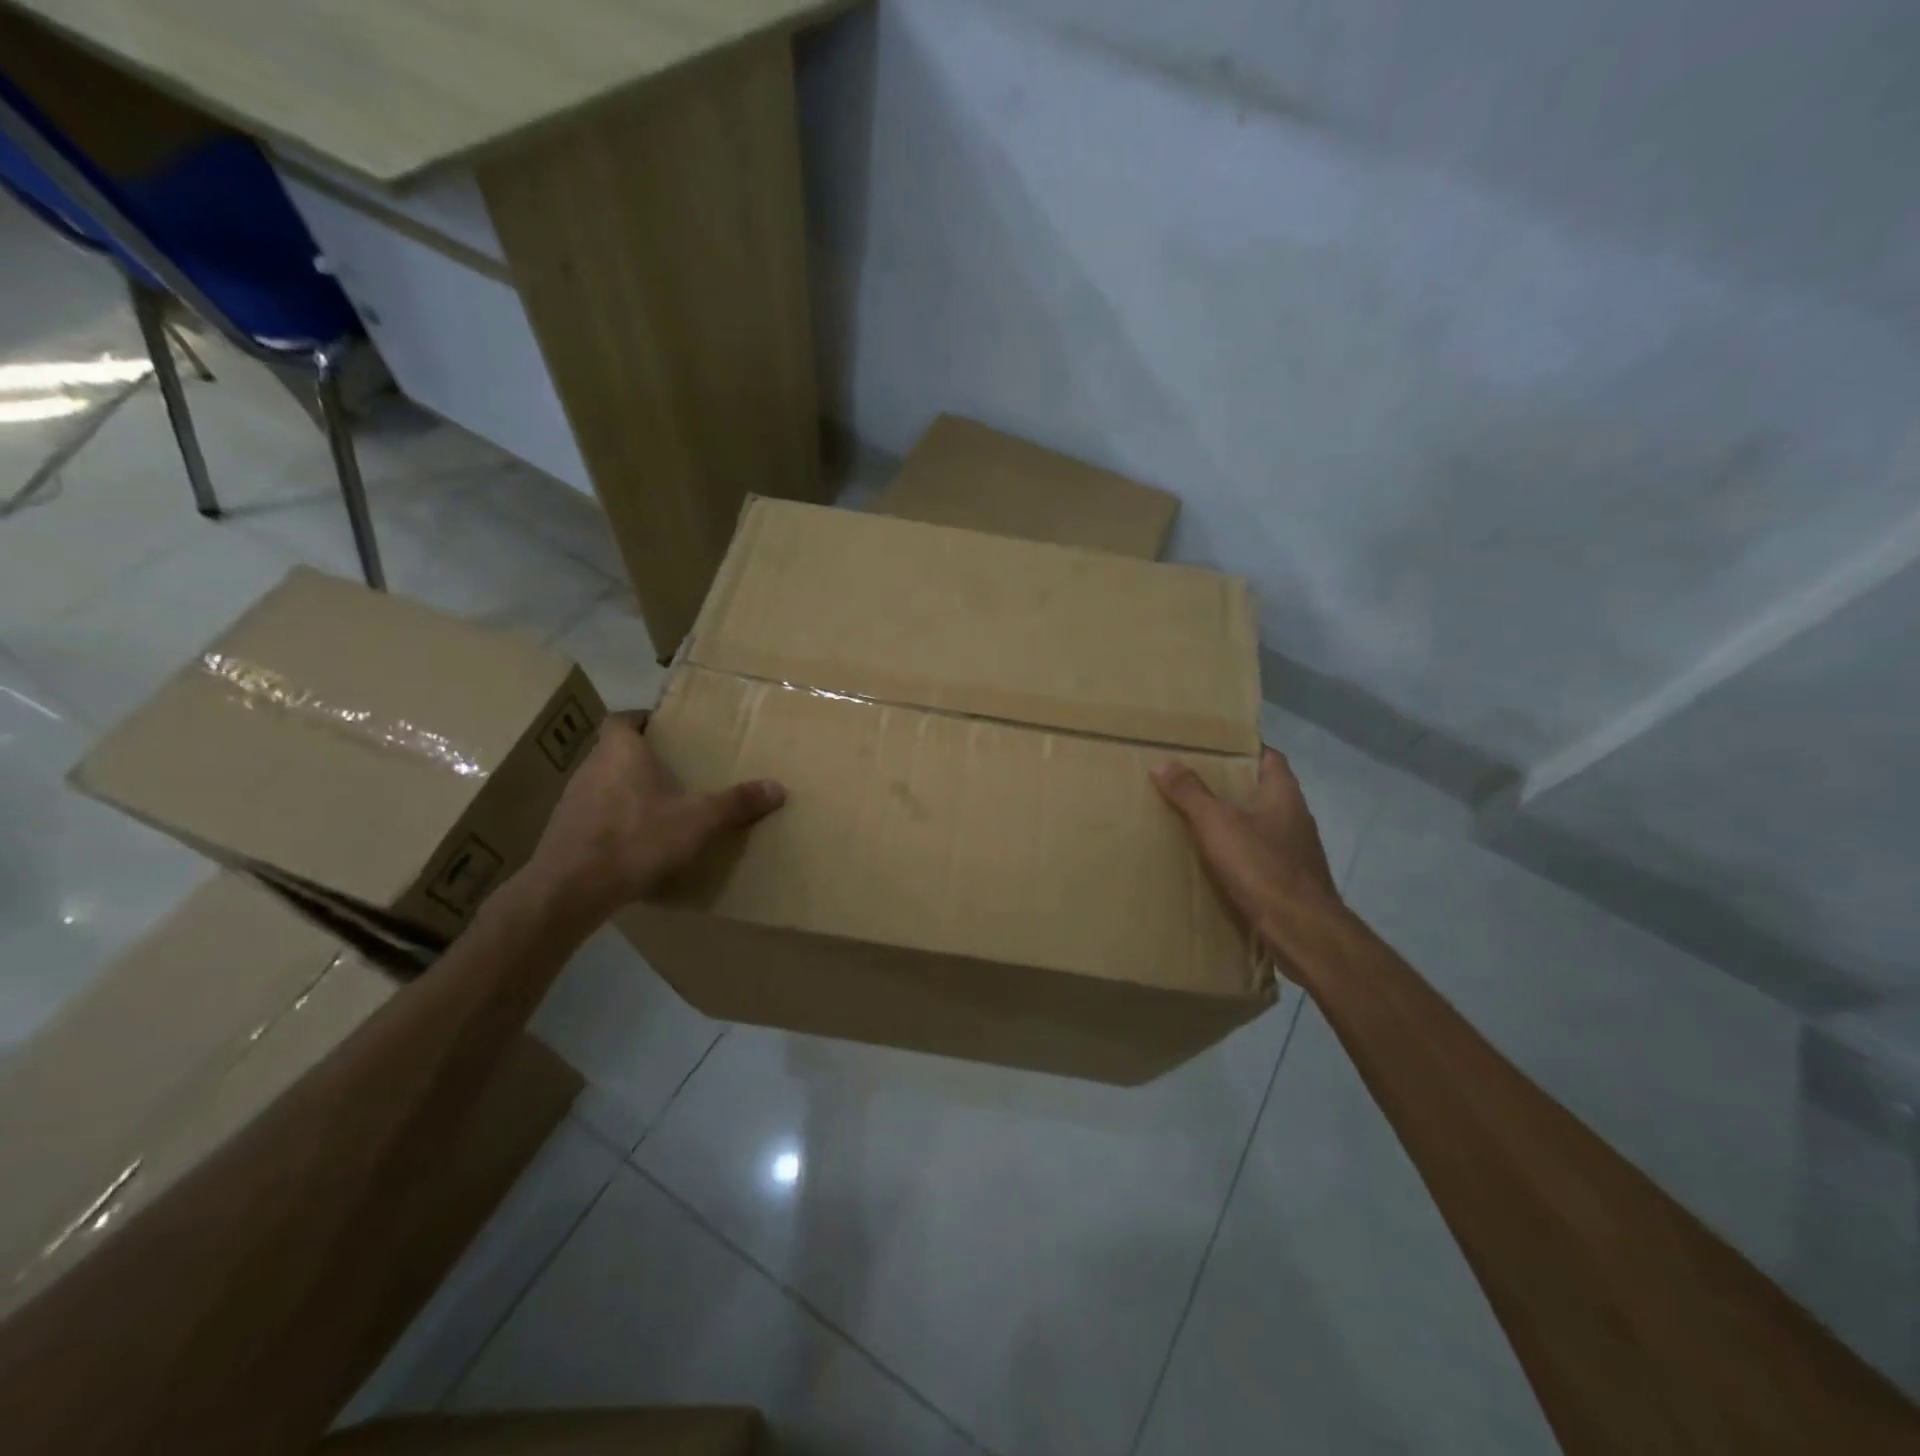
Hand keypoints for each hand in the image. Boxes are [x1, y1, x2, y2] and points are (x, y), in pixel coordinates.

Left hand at [524, 711, 785, 924]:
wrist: (571, 889)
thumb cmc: (636, 838)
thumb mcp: (697, 820)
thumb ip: (736, 803)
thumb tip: (778, 787)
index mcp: (620, 751)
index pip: (622, 718)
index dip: (642, 719)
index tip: (667, 729)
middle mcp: (591, 767)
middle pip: (614, 750)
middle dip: (643, 756)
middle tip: (676, 768)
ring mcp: (572, 800)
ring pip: (604, 782)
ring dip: (627, 788)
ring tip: (661, 804)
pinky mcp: (565, 832)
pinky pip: (595, 814)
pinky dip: (615, 819)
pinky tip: (637, 840)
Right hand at [1152, 747, 1340, 944]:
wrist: (1302, 930)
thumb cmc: (1262, 867)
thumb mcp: (1218, 824)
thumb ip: (1191, 793)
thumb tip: (1164, 762)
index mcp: (1284, 794)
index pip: (1268, 757)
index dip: (1243, 749)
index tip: (1212, 748)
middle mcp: (1295, 816)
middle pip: (1262, 790)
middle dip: (1232, 785)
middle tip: (1193, 781)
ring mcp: (1296, 850)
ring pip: (1261, 824)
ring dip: (1235, 820)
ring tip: (1198, 819)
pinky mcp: (1291, 879)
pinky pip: (1261, 854)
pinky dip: (1240, 852)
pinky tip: (1216, 860)